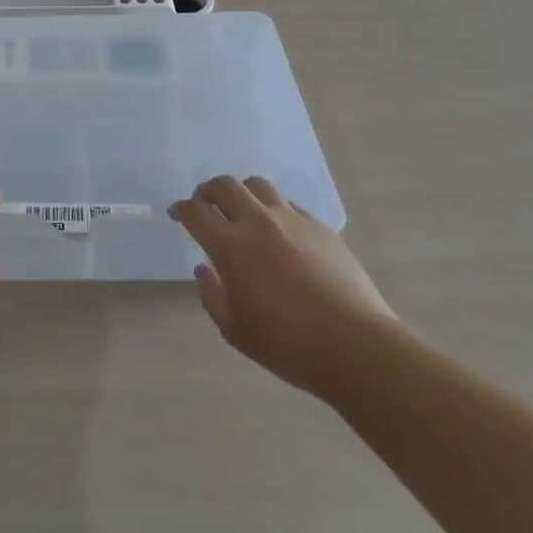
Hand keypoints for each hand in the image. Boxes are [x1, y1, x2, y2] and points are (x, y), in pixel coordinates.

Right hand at [170, 175, 397, 396]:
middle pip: (225, 186)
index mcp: (232, 247)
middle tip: (204, 204)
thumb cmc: (287, 344)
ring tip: (241, 210)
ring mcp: (293, 221)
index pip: (196, 212)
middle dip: (207, 191)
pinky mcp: (321, 227)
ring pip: (258, 186)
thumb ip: (212, 296)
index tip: (177, 214)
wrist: (355, 345)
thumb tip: (205, 270)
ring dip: (242, 193)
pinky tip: (279, 231)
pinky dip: (274, 210)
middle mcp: (259, 223)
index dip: (181, 209)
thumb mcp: (235, 330)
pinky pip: (289, 205)